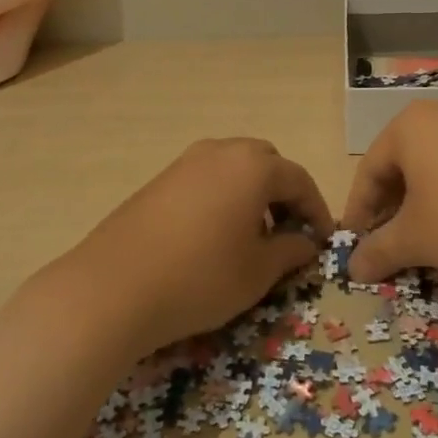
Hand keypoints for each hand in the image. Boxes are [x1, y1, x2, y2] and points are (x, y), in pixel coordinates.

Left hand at [60, 138, 333, 356]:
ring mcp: (186, 162)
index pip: (299, 180)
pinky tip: (213, 237)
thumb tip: (305, 243)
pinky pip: (206, 179)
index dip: (316, 211)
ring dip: (252, 195)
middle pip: (266, 164)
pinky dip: (222, 198)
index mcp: (253, 166)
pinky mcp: (160, 179)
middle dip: (283, 195)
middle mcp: (221, 151)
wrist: (114, 286)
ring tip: (251, 238)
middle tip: (288, 234)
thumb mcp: (257, 272)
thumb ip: (290, 251)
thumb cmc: (201, 277)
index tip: (323, 241)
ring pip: (234, 169)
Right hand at [341, 102, 437, 282]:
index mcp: (408, 127)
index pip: (369, 170)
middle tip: (390, 245)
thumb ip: (379, 251)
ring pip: (435, 167)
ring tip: (427, 241)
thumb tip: (353, 267)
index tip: (356, 245)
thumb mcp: (417, 239)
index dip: (359, 211)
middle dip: (393, 209)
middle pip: (402, 165)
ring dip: (424, 206)